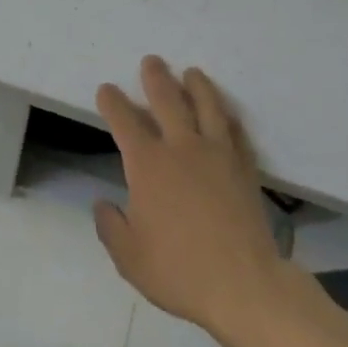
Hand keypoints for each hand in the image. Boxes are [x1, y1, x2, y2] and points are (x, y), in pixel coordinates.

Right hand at [94, 57, 285, 338]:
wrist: (244, 286)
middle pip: (167, 100)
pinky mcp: (244, 168)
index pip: (125, 121)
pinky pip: (236, 133)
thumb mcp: (129, 258)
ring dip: (197, 85)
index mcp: (148, 165)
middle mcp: (181, 148)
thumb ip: (111, 228)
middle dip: (156, 77)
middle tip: (152, 61)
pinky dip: (229, 118)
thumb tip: (103, 204)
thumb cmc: (180, 271)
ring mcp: (217, 154)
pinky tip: (227, 114)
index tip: (107, 89)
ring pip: (207, 106)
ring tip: (192, 72)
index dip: (113, 102)